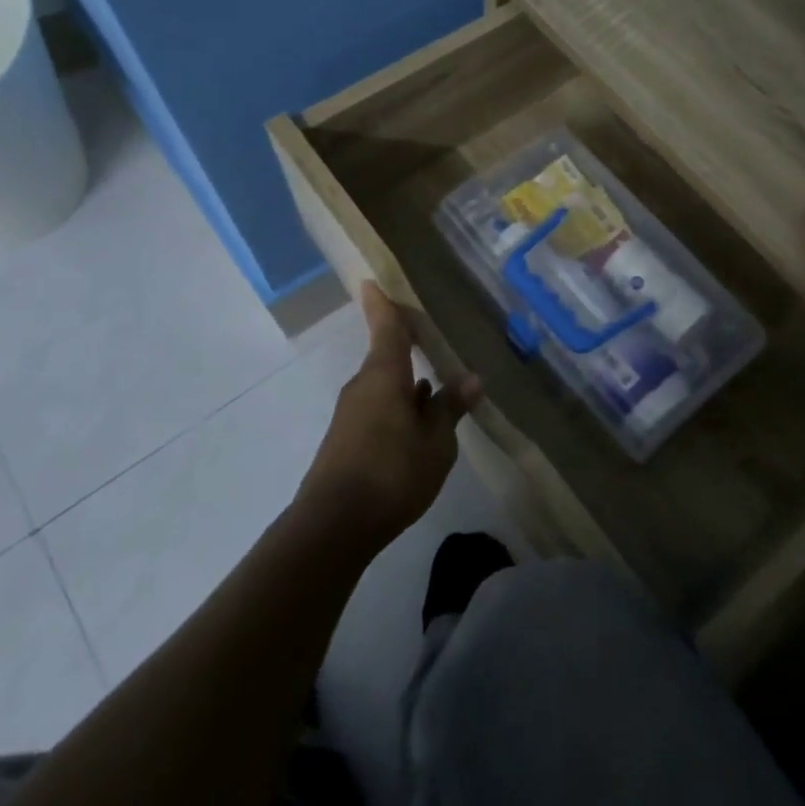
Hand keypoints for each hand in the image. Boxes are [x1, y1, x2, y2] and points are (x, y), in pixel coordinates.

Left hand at [297, 283, 480, 548]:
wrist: (334, 525)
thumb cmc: (392, 472)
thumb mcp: (435, 442)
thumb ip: (450, 408)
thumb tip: (470, 378)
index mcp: (384, 375)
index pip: (386, 328)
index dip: (382, 304)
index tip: (372, 281)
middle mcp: (364, 386)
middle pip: (386, 357)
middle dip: (409, 349)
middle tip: (434, 340)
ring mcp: (352, 414)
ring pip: (385, 387)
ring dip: (408, 384)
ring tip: (438, 385)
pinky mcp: (348, 439)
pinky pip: (379, 409)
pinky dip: (399, 407)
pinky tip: (419, 423)